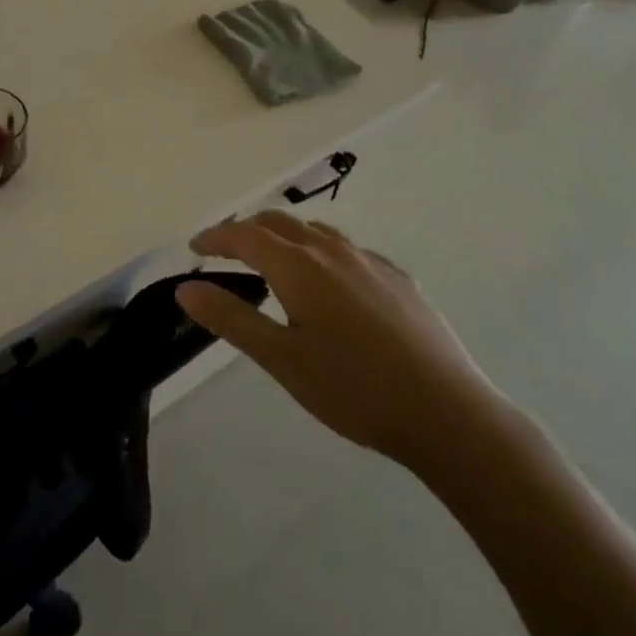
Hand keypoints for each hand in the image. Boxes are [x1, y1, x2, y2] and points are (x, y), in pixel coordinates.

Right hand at [178, 213, 511, 485]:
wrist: (449, 413)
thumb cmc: (354, 390)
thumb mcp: (282, 360)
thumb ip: (231, 318)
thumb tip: (186, 287)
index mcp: (298, 266)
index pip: (244, 235)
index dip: (216, 237)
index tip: (194, 246)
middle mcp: (332, 250)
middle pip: (279, 222)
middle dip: (246, 229)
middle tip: (226, 250)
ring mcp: (369, 261)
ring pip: (315, 231)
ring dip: (285, 236)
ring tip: (273, 259)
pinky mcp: (398, 278)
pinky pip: (348, 250)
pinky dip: (321, 252)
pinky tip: (330, 283)